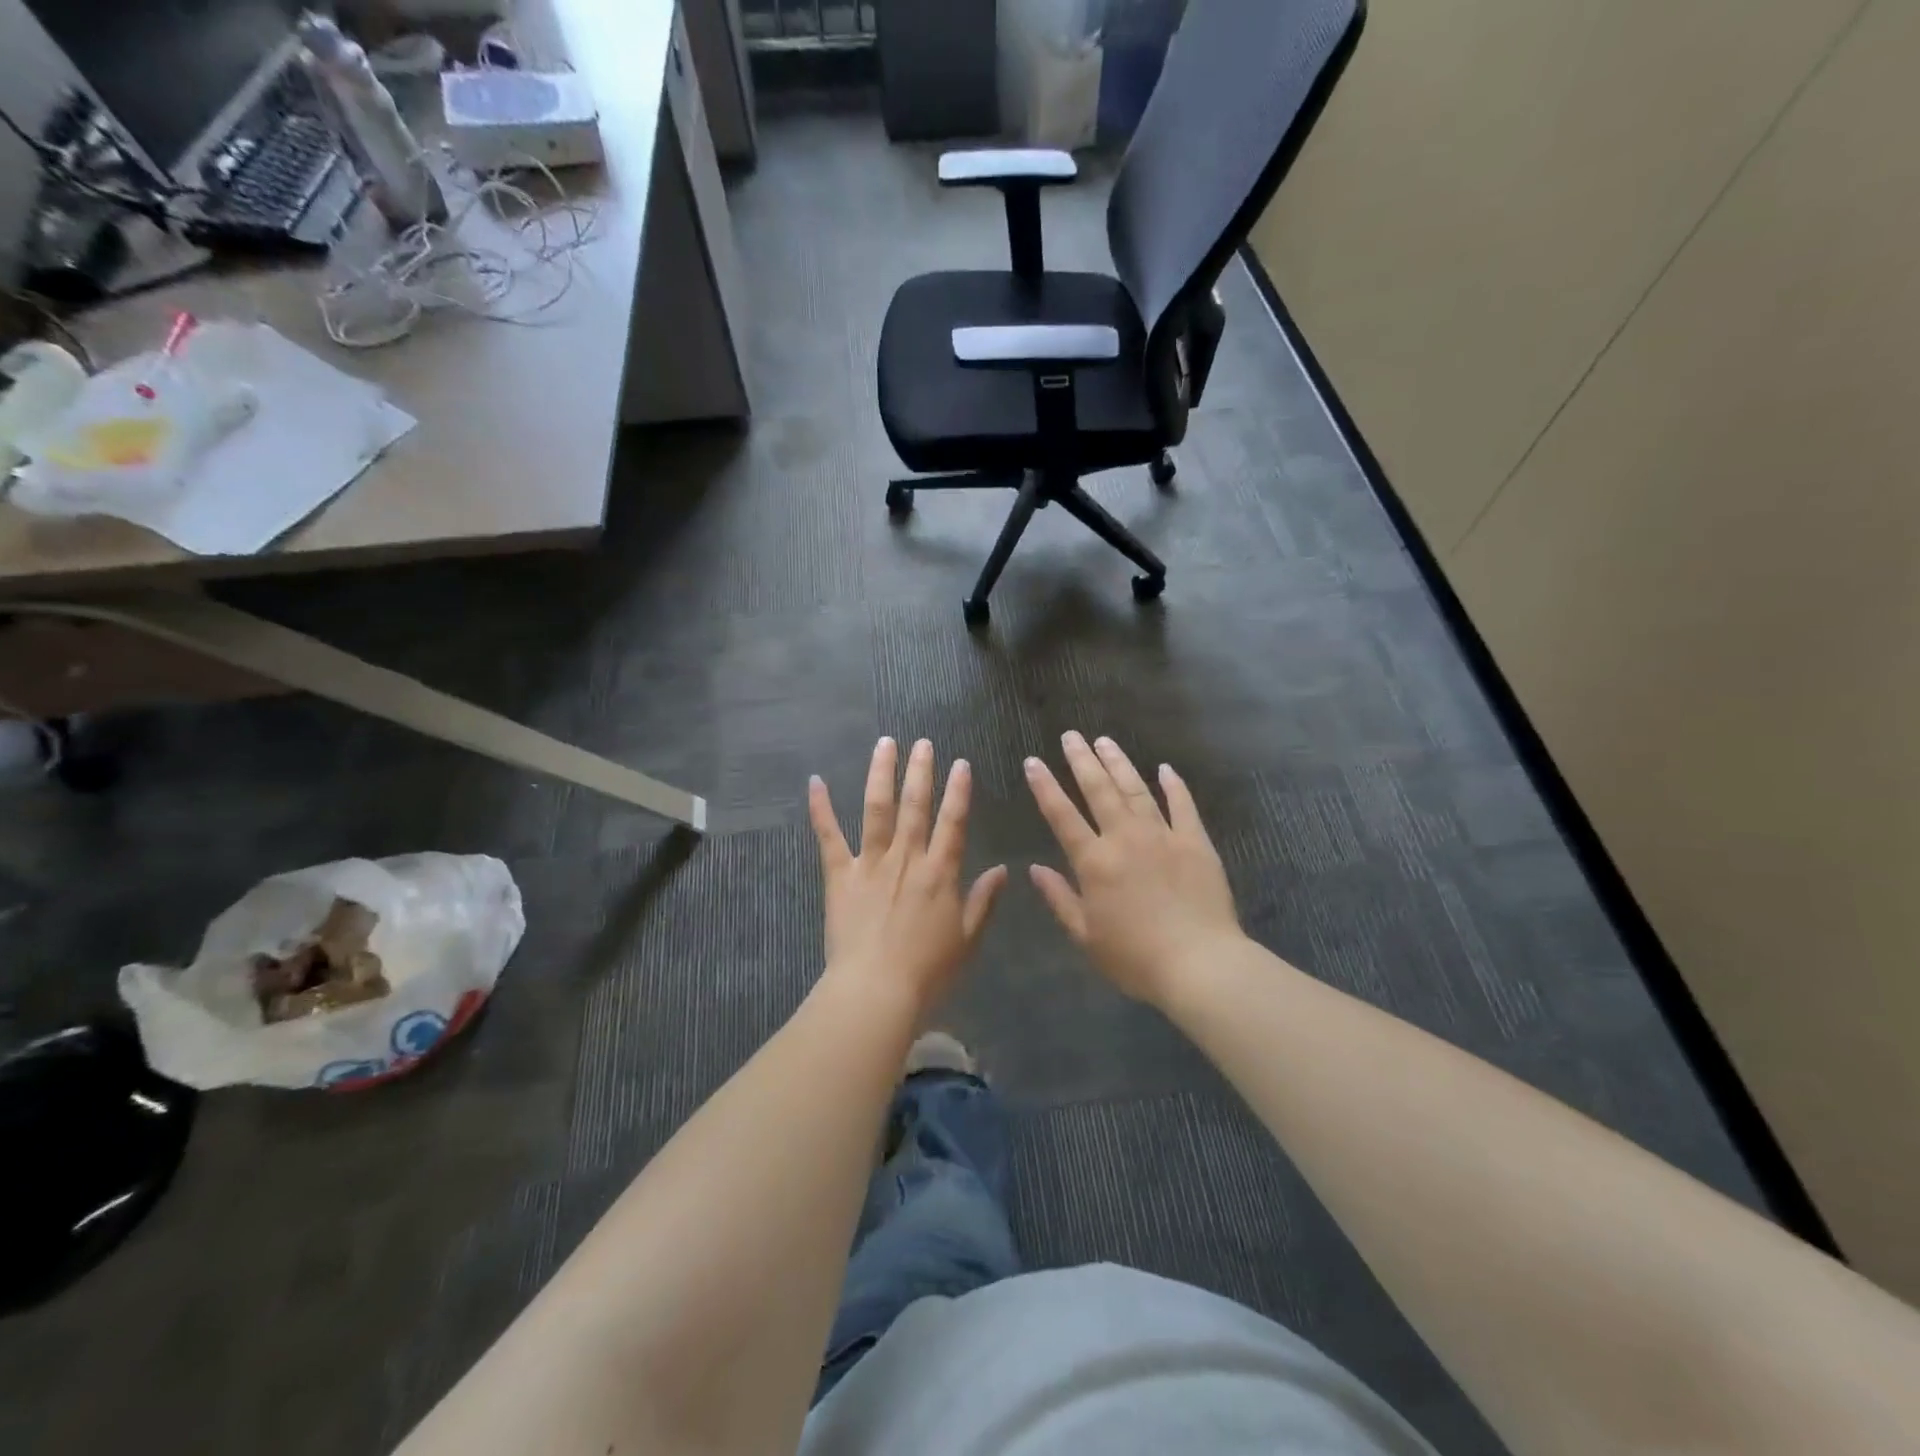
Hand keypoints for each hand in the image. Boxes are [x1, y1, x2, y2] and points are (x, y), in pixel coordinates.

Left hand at [809, 737, 1007, 1015]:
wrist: (876, 990)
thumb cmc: (928, 971)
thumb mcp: (968, 939)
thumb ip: (984, 901)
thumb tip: (1003, 870)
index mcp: (940, 872)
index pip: (954, 822)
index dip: (958, 791)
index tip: (961, 763)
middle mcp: (907, 858)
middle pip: (916, 805)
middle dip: (921, 771)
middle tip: (922, 742)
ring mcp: (870, 863)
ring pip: (878, 809)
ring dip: (882, 774)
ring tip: (885, 744)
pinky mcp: (839, 875)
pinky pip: (829, 837)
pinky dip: (821, 808)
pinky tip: (815, 781)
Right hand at [1024, 732, 1242, 1004]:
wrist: (1200, 964)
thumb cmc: (1135, 957)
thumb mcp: (1085, 935)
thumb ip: (1059, 898)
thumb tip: (1034, 869)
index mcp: (1094, 861)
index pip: (1062, 815)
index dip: (1045, 786)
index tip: (1033, 761)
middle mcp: (1125, 838)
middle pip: (1099, 790)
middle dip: (1082, 760)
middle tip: (1071, 735)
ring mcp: (1163, 836)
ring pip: (1136, 790)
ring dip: (1119, 763)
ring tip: (1105, 741)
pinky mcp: (1195, 842)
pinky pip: (1182, 805)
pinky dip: (1173, 785)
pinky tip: (1164, 768)